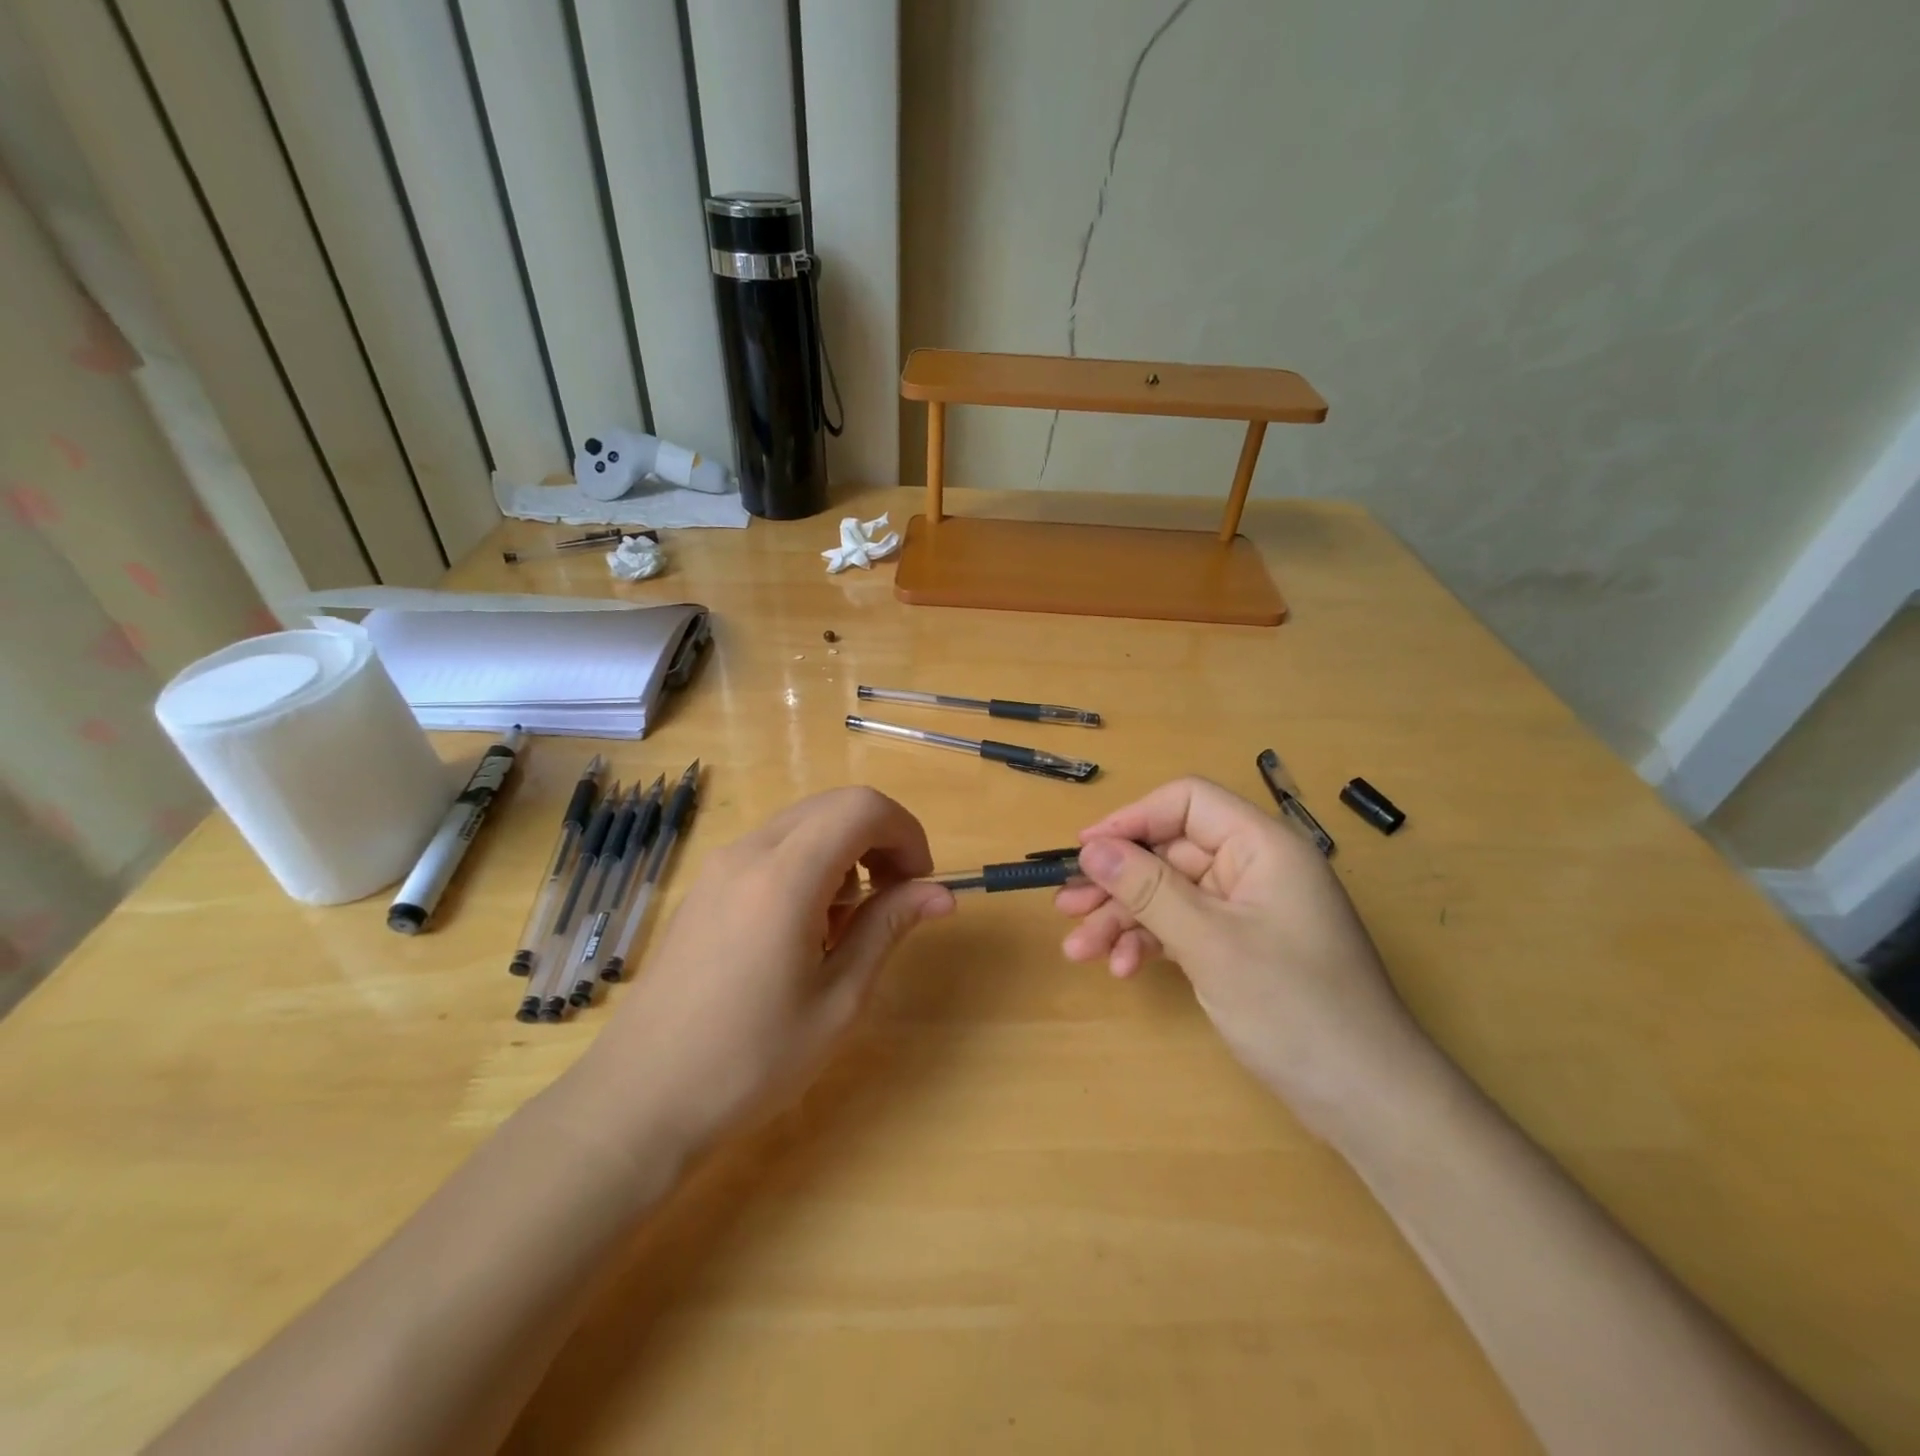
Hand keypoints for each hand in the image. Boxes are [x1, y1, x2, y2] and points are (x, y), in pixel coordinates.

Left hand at [580, 787, 954, 1154]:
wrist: (639, 1100)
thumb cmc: (750, 1060)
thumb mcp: (838, 1001)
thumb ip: (888, 928)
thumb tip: (942, 894)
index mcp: (785, 877)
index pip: (862, 808)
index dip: (906, 832)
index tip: (920, 883)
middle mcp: (748, 853)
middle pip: (834, 806)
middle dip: (879, 839)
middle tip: (895, 899)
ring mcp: (719, 867)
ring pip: (803, 825)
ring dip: (844, 853)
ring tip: (845, 926)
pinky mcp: (705, 887)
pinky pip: (772, 849)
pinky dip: (808, 865)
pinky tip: (803, 930)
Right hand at [1055, 777, 1434, 1133]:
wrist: (1368, 1101)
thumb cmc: (1294, 1008)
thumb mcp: (1210, 943)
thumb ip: (1147, 888)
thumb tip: (1091, 847)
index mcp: (1263, 846)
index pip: (1187, 802)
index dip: (1132, 819)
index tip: (1085, 850)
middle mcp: (1254, 868)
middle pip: (1170, 853)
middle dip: (1117, 881)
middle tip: (1067, 907)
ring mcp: (1248, 911)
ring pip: (1170, 894)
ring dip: (1125, 918)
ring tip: (1080, 949)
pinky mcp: (1241, 947)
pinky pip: (1184, 927)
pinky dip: (1151, 943)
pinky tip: (1123, 968)